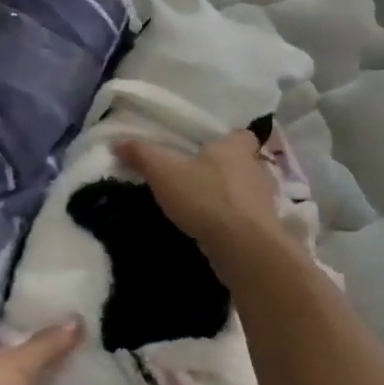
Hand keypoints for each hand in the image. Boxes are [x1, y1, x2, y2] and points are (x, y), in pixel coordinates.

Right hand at [116, 131, 293, 276]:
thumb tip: (117, 143)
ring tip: (203, 204)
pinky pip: (248, 219)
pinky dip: (233, 222)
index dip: (226, 139)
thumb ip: (141, 154)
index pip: (240, 134)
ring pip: (247, 193)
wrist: (245, 249)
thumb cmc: (206, 197)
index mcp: (237, 147)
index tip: (207, 147)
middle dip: (225, 169)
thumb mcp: (163, 171)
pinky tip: (213, 229)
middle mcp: (257, 170)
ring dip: (230, 197)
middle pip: (243, 163)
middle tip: (198, 175)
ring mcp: (265, 202)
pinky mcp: (266, 231)